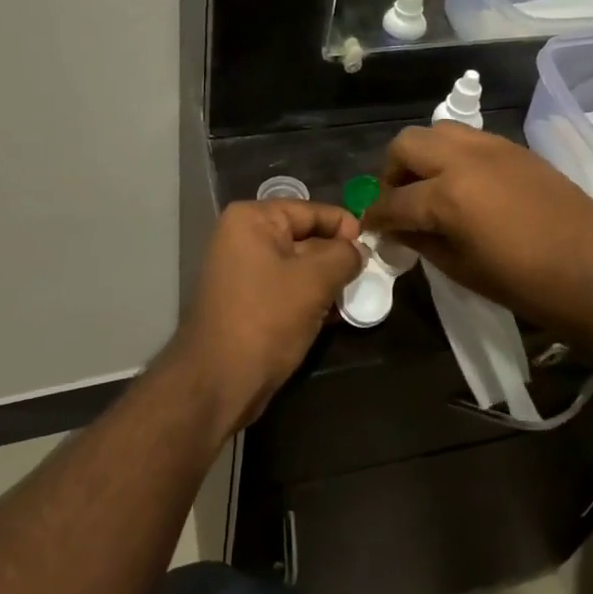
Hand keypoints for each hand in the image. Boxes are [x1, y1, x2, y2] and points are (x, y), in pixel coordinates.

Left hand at [174, 201, 364, 430]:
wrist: (219, 382)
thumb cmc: (266, 319)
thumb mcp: (314, 281)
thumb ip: (343, 256)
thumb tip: (359, 250)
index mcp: (252, 220)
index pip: (311, 211)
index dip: (345, 226)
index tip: (373, 248)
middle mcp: (243, 237)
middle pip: (305, 237)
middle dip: (337, 256)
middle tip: (371, 275)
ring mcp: (243, 271)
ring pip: (299, 266)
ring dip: (327, 281)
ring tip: (357, 296)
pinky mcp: (248, 301)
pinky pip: (287, 289)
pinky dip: (311, 298)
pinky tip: (336, 315)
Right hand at [361, 124, 592, 360]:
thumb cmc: (526, 284)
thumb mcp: (461, 269)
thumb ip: (421, 241)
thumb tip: (397, 229)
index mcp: (446, 195)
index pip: (393, 200)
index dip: (376, 216)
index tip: (371, 228)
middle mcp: (463, 159)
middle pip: (407, 145)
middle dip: (393, 172)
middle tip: (400, 201)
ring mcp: (492, 148)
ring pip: (438, 131)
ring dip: (423, 156)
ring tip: (431, 187)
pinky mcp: (515, 148)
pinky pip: (469, 139)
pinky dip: (454, 155)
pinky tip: (465, 185)